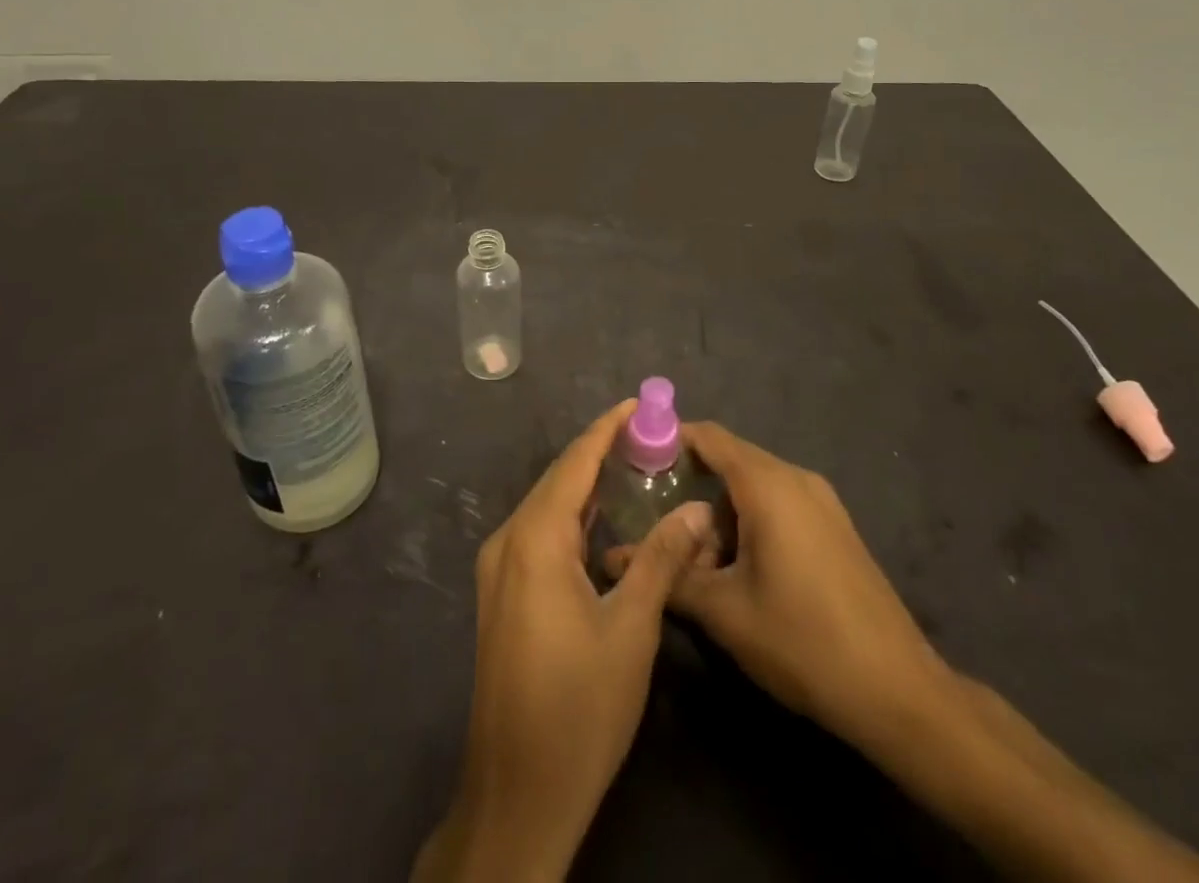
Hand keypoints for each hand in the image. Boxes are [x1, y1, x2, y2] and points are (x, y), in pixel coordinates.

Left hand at [413, 400, 715, 881]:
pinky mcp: (503, 594)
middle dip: (600, 453)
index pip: (574, 463)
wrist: (517, 794)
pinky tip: (603, 521)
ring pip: (548, 508)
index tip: (638, 404)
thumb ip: (662, 559)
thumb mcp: (631, 629)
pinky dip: (573, 518)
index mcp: (534, 540)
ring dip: (586, 485)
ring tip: (633, 466)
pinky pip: (541, 535)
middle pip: (558, 480)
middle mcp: (508, 542)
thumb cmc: (578, 708)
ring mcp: (500, 570)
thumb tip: (698, 511)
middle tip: (648, 436)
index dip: (606, 429)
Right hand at [665, 422, 956, 757]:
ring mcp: (821, 502)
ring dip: (720, 513)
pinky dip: (749, 523)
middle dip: (691, 487)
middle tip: (654, 520)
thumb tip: (612, 558)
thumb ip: (668, 576)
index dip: (670, 440)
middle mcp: (796, 479)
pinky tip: (738, 571)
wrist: (899, 691)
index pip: (709, 437)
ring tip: (695, 561)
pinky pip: (779, 505)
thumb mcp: (724, 612)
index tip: (634, 460)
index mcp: (768, 484)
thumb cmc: (803, 641)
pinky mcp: (834, 528)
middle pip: (730, 461)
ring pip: (754, 487)